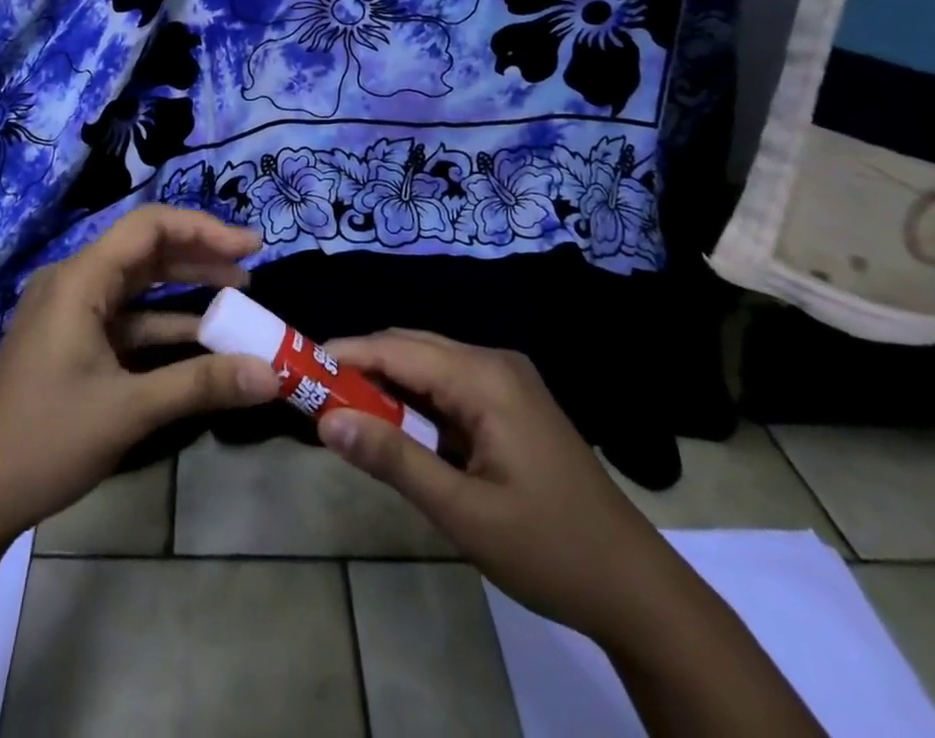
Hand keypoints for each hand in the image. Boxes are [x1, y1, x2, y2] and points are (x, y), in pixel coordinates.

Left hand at [0, 206, 281, 546]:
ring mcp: (69, 311)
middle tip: (250, 267)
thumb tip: (271, 374)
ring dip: (185, 288)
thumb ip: (201, 384)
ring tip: (236, 294)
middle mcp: (73, 282)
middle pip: (145, 249)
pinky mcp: (70, 340)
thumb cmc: (44, 441)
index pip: (150, 226)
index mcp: (79, 279)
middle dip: (200, 255)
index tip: (250, 247)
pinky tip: (200, 338)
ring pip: (137, 283)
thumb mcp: (129, 410)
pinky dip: (162, 323)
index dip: (204, 229)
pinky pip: (125, 317)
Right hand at [319, 328, 667, 643]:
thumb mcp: (464, 513)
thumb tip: (327, 422)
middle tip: (314, 396)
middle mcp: (494, 363)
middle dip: (361, 367)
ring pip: (428, 365)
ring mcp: (506, 381)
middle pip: (411, 347)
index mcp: (486, 378)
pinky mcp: (510, 403)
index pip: (398, 349)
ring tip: (343, 412)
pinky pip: (448, 386)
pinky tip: (395, 429)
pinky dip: (414, 402)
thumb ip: (394, 460)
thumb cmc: (549, 549)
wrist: (635, 587)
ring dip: (386, 385)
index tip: (299, 369)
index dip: (346, 355)